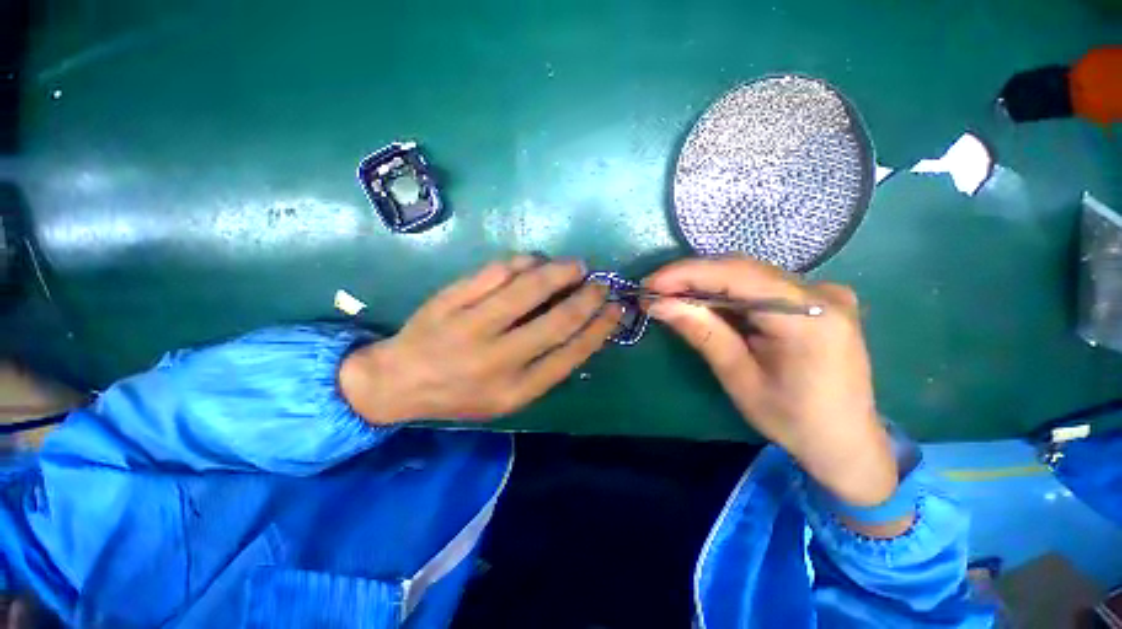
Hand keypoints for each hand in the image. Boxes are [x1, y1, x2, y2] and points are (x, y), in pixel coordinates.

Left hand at [341, 256, 621, 423]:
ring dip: (559, 272)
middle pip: (556, 320)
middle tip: (600, 282)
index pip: (571, 353)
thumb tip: (581, 328)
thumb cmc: (460, 394)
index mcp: (515, 390)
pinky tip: (536, 260)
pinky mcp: (449, 301)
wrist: (398, 382)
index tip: (616, 308)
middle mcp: (496, 360)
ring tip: (574, 266)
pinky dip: (523, 261)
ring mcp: (470, 327)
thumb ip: (545, 368)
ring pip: (528, 289)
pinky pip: (495, 272)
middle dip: (587, 297)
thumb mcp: (507, 398)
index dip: (599, 327)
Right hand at [645, 257, 896, 508]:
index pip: (738, 276)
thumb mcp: (739, 378)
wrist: (846, 441)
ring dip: (706, 283)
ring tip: (671, 296)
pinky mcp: (816, 299)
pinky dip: (726, 292)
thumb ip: (702, 333)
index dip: (688, 273)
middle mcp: (822, 293)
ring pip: (749, 275)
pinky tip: (703, 303)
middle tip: (655, 290)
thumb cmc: (792, 420)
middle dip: (692, 276)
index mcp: (809, 318)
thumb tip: (659, 304)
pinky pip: (760, 285)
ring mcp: (823, 292)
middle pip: (743, 269)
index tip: (650, 283)